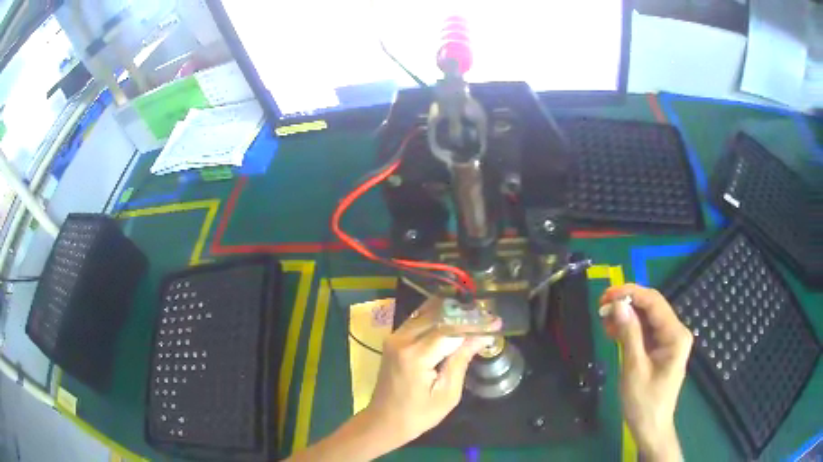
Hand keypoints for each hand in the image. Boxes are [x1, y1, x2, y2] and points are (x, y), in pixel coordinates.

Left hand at [288, 297, 498, 461]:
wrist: (384, 420)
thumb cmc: (418, 415)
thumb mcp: (447, 393)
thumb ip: (461, 360)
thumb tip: (482, 335)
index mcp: (415, 356)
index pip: (450, 330)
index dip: (474, 324)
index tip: (496, 321)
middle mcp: (402, 339)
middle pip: (438, 314)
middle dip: (464, 312)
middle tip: (487, 314)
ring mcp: (395, 337)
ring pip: (427, 312)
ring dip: (451, 311)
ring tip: (475, 314)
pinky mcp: (394, 338)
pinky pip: (418, 319)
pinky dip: (438, 316)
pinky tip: (455, 318)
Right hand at [600, 284, 692, 461]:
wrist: (651, 428)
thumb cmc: (644, 403)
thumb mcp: (634, 368)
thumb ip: (629, 334)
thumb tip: (617, 304)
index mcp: (675, 335)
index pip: (654, 302)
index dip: (630, 293)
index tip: (605, 295)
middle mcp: (675, 332)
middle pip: (651, 307)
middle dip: (626, 304)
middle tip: (600, 308)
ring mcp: (669, 340)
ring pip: (646, 318)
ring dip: (626, 316)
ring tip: (604, 321)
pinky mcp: (661, 349)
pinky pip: (645, 331)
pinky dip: (629, 329)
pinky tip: (613, 331)